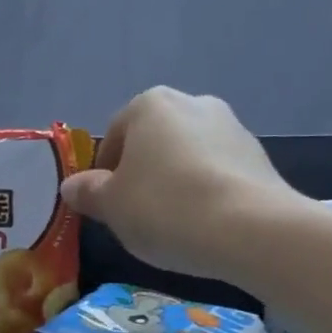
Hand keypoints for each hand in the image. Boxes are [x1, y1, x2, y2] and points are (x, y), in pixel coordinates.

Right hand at [60, 88, 300, 281]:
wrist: (251, 229)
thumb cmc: (165, 208)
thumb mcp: (111, 206)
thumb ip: (87, 192)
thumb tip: (72, 186)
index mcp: (149, 105)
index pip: (113, 137)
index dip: (103, 174)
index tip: (106, 206)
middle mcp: (192, 103)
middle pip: (152, 143)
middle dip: (142, 175)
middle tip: (136, 215)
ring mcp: (231, 127)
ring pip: (187, 157)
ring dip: (175, 183)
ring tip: (173, 224)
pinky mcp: (259, 156)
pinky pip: (217, 173)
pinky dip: (205, 192)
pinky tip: (204, 224)